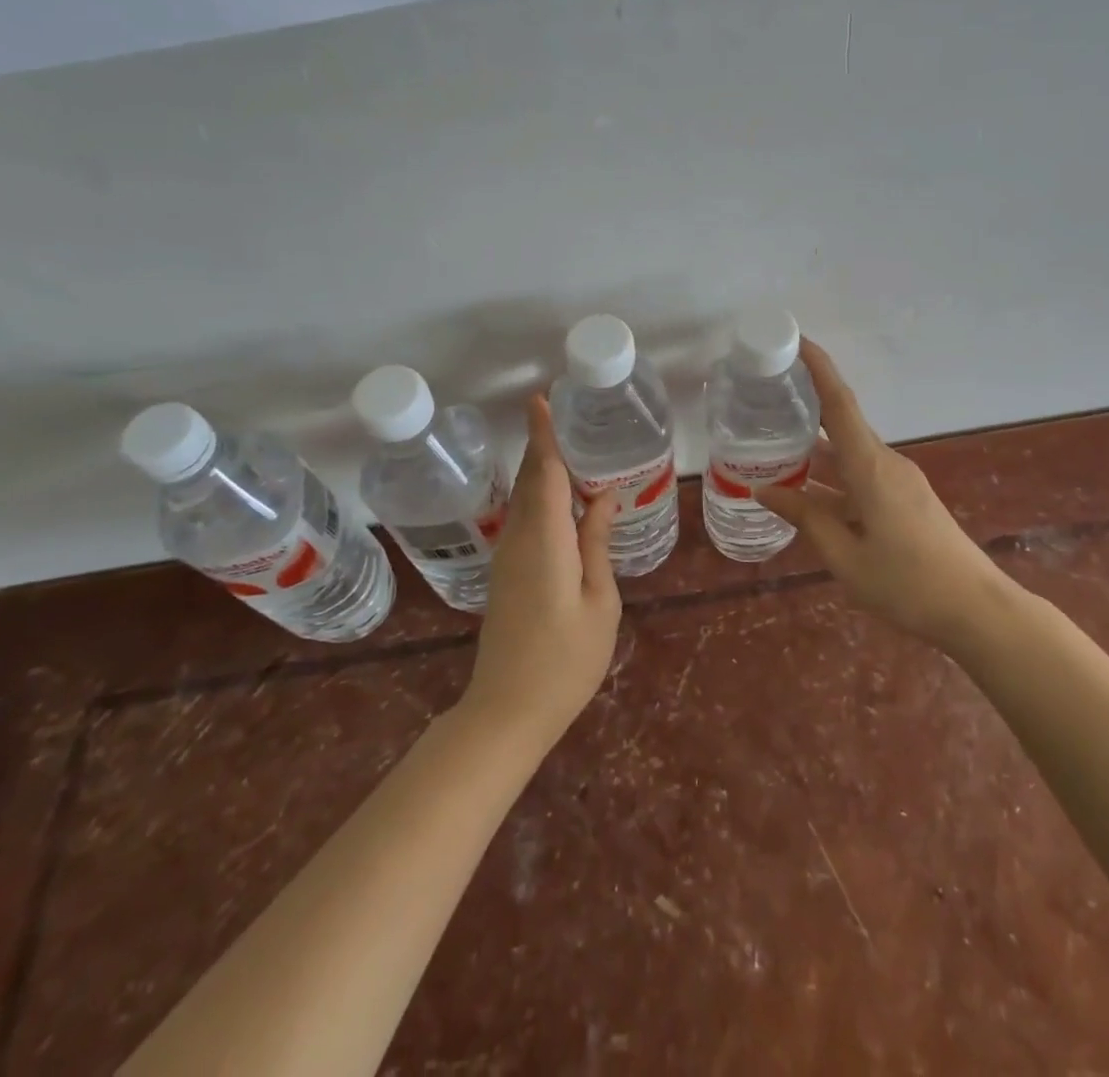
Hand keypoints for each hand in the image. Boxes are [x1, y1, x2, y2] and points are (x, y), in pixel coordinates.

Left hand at [460, 394, 621, 751]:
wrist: (507, 710)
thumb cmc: (565, 659)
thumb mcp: (599, 601)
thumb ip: (596, 544)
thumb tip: (601, 499)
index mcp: (546, 541)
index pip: (545, 474)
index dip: (543, 435)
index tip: (541, 398)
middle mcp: (520, 539)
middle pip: (531, 480)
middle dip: (543, 444)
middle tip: (563, 412)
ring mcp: (508, 556)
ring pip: (525, 499)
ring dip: (542, 469)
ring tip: (570, 445)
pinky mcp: (506, 573)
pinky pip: (525, 519)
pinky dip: (541, 497)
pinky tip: (561, 498)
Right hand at [756, 339, 1010, 649]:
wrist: (976, 609)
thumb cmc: (907, 583)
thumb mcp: (845, 556)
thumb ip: (805, 517)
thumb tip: (763, 490)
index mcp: (871, 468)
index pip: (840, 404)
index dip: (819, 368)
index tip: (796, 341)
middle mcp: (886, 464)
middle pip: (842, 423)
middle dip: (806, 407)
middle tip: (763, 399)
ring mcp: (899, 481)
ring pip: (849, 453)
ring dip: (816, 448)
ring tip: (772, 445)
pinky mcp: (905, 498)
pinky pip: (861, 474)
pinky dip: (832, 474)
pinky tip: (807, 490)